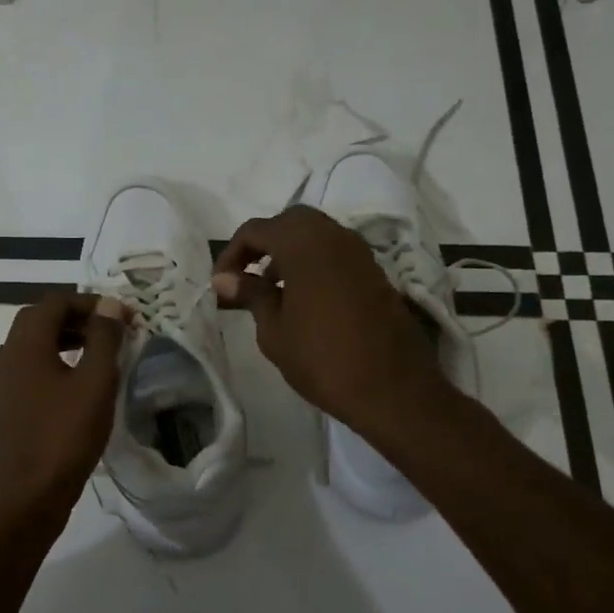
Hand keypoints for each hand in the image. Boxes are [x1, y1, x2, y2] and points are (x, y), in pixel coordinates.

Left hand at [0, 291, 129, 526]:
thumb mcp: (95, 382)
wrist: (31, 492)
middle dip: (78, 316)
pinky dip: (59, 357)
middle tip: (111, 328)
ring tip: (102, 349)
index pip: (56, 301)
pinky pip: (35, 363)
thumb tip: (110, 304)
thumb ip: (104, 338)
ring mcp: (8, 379)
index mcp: (27, 343)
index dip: (92, 302)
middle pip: (42, 317)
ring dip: (68, 336)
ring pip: (37, 340)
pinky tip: (83, 378)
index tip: (124, 316)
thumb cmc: (66, 434)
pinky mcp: (13, 400)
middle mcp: (11, 353)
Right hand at [212, 206, 450, 436]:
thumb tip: (225, 279)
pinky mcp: (375, 272)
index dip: (231, 254)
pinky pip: (335, 252)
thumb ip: (251, 295)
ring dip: (288, 252)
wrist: (393, 390)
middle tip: (245, 277)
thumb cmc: (323, 360)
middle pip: (289, 222)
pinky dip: (312, 263)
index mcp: (304, 244)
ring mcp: (359, 253)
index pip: (256, 230)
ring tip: (270, 291)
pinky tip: (302, 299)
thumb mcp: (274, 331)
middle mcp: (334, 236)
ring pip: (315, 234)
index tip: (220, 284)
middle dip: (263, 243)